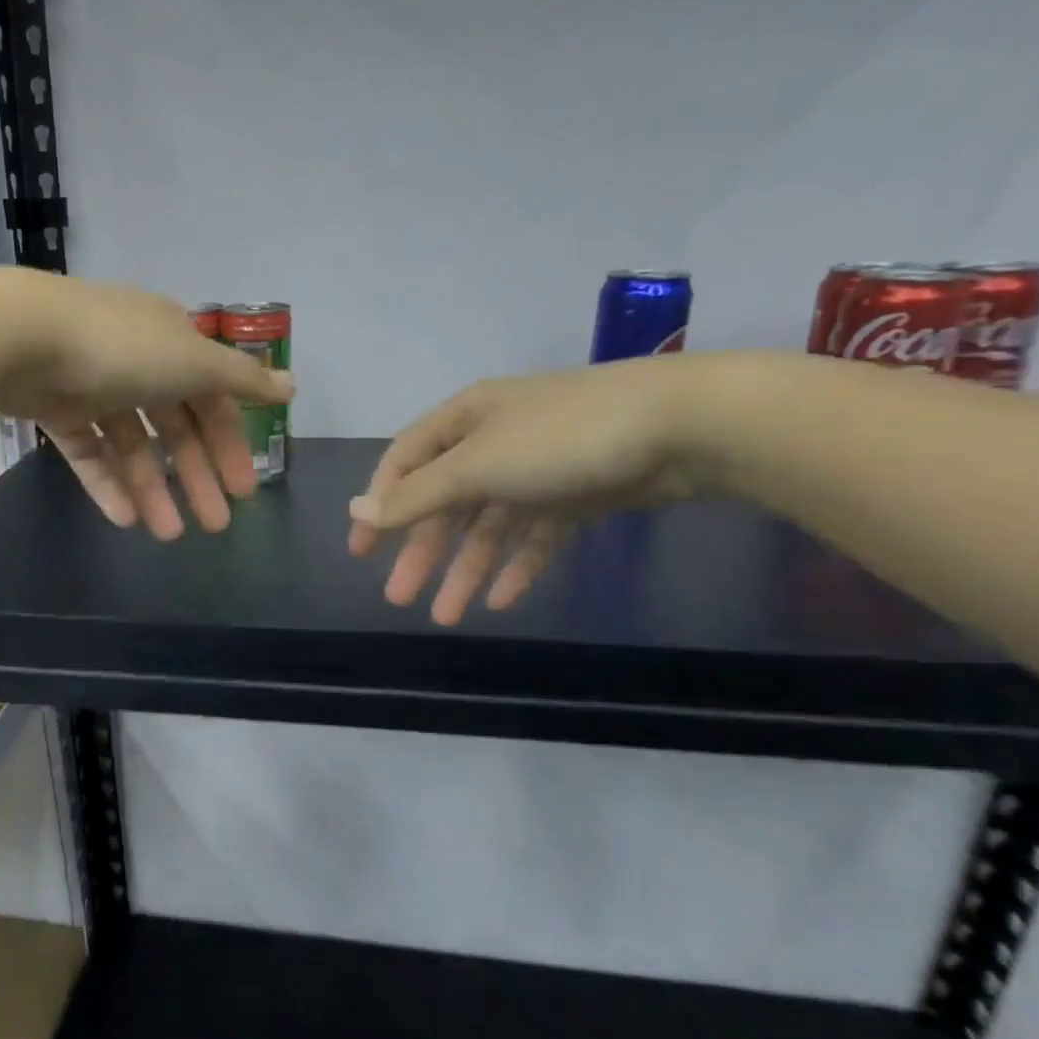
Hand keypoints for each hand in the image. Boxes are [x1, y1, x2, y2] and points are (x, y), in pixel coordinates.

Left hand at [0, 271, 293, 538]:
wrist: (19, 338)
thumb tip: (293, 387)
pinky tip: (126, 520)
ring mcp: (92, 385)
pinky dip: (108, 484)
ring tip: (168, 535)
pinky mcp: (55, 409)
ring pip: (132, 445)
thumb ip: (242, 380)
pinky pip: (90, 452)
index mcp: (171, 342)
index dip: (231, 444)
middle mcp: (135, 361)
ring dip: (153, 489)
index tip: (245, 490)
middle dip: (197, 476)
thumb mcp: (193, 361)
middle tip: (216, 525)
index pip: (212, 398)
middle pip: (175, 427)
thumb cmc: (121, 348)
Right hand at [347, 359, 714, 624]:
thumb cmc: (560, 438)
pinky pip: (534, 536)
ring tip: (446, 616)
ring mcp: (537, 471)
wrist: (682, 426)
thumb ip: (418, 494)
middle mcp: (494, 442)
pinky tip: (502, 601)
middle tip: (398, 597)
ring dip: (465, 569)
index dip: (379, 505)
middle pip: (444, 501)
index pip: (405, 463)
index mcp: (464, 421)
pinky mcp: (576, 496)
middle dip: (421, 551)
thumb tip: (356, 511)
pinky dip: (516, 566)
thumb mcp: (477, 465)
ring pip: (488, 526)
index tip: (362, 552)